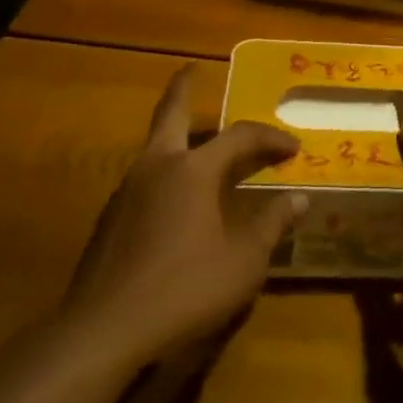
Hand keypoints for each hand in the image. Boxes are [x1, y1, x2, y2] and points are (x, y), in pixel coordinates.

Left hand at [63, 66, 306, 364]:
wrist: (102, 332)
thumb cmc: (184, 289)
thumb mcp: (243, 261)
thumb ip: (272, 225)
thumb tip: (299, 199)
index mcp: (192, 170)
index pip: (239, 136)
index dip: (270, 137)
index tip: (293, 148)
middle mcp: (156, 167)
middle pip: (170, 113)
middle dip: (183, 88)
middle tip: (191, 70)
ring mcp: (126, 192)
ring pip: (154, 146)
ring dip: (175, 134)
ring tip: (196, 141)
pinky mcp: (109, 220)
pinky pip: (144, 178)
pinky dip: (164, 171)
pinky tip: (174, 198)